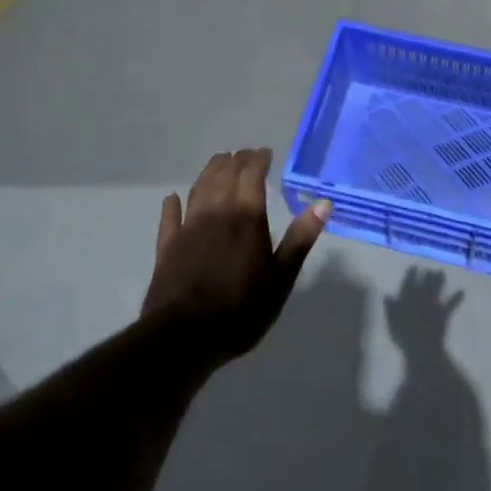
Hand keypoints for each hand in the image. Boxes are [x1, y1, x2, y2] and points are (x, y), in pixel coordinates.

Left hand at [142, 148, 329, 360]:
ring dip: (209, 172)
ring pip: (199, 188)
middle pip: (224, 174)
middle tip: (245, 155)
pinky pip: (170, 217)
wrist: (184, 337)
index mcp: (246, 216)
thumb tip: (323, 203)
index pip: (251, 174)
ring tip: (219, 163)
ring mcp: (188, 227)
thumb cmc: (241, 309)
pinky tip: (172, 199)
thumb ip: (300, 238)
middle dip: (236, 161)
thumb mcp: (281, 278)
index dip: (258, 159)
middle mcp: (216, 212)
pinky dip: (172, 205)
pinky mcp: (167, 246)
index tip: (266, 153)